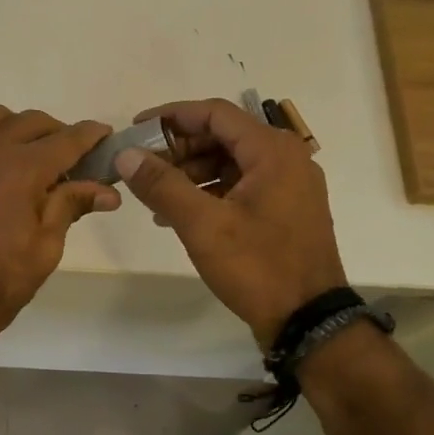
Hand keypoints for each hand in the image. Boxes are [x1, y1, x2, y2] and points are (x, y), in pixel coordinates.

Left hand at [0, 105, 119, 350]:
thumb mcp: (45, 248)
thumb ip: (70, 207)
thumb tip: (107, 190)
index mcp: (22, 168)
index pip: (67, 139)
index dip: (91, 136)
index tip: (107, 136)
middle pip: (32, 122)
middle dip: (58, 133)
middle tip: (73, 160)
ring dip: (21, 129)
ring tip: (33, 159)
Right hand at [116, 97, 346, 343]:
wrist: (308, 320)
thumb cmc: (257, 267)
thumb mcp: (202, 225)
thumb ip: (162, 185)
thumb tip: (125, 155)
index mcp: (273, 151)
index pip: (215, 113)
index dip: (172, 116)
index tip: (136, 129)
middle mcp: (286, 158)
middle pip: (223, 136)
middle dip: (179, 148)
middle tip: (142, 166)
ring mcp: (289, 186)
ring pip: (231, 162)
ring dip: (191, 172)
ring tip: (155, 195)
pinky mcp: (286, 210)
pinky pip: (241, 185)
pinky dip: (210, 191)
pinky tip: (179, 214)